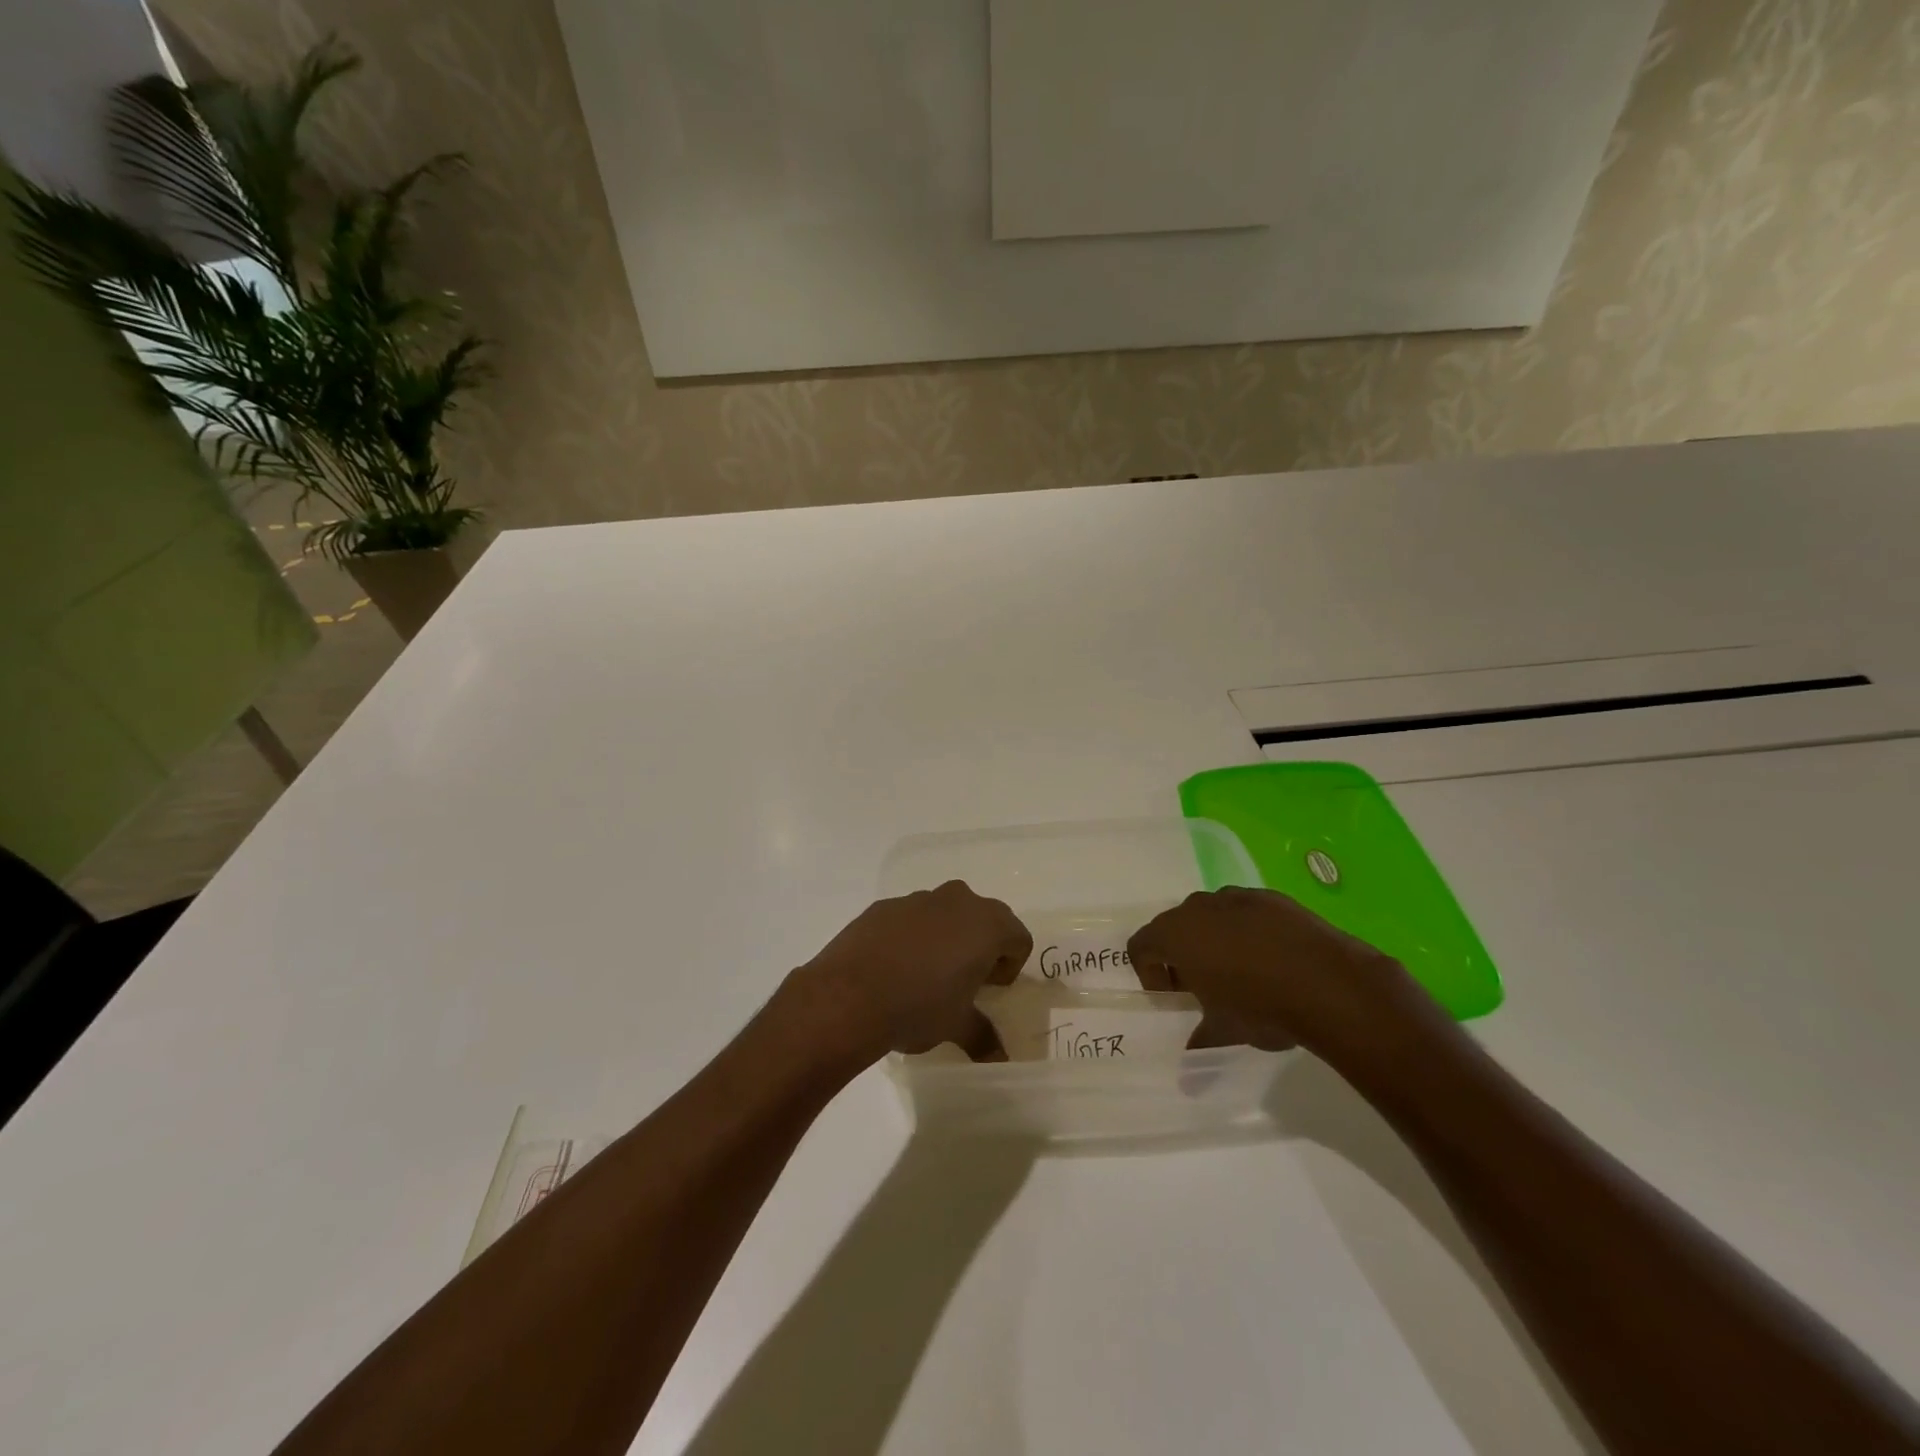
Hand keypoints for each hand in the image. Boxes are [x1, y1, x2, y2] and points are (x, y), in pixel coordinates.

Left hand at [790, 882, 1032, 1063]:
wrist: (847, 996)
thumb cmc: (918, 1006)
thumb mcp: (957, 1026)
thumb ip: (983, 1036)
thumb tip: (1000, 1059)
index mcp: (986, 925)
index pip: (1019, 938)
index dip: (1010, 966)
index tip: (989, 990)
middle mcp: (957, 901)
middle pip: (986, 918)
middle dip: (981, 945)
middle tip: (965, 980)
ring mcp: (917, 899)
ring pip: (946, 913)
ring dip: (946, 937)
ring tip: (927, 974)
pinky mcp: (884, 906)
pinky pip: (911, 918)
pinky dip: (912, 935)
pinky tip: (894, 967)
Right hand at [1127, 887, 1443, 1065]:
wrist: (1328, 982)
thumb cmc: (1260, 1005)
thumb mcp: (1224, 1031)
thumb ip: (1200, 1042)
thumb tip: (1188, 1076)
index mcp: (1176, 934)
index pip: (1141, 945)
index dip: (1150, 972)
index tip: (1174, 997)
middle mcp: (1199, 907)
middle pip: (1174, 926)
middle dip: (1181, 954)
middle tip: (1202, 987)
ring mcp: (1237, 897)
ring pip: (1211, 915)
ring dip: (1214, 940)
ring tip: (1239, 972)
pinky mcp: (1271, 898)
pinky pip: (1245, 912)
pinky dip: (1248, 931)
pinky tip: (1272, 960)